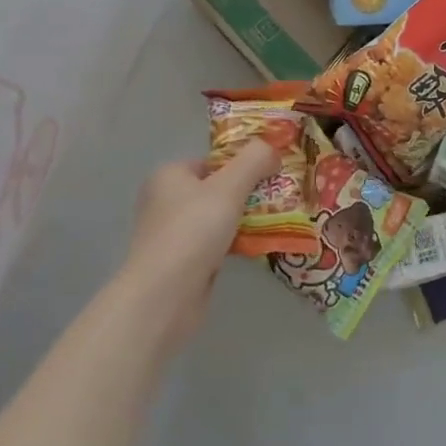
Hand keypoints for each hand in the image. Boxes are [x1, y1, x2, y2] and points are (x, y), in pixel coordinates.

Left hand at [119, 142, 279, 352]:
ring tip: (278, 219)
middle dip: (249, 192)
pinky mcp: (182, 262)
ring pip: (219, 217)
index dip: (243, 163)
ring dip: (246, 219)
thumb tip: (273, 149)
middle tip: (280, 196)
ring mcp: (173, 233)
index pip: (214, 160)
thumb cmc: (193, 231)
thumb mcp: (230, 186)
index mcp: (169, 175)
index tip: (273, 172)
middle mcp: (166, 201)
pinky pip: (217, 243)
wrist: (164, 296)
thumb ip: (255, 160)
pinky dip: (237, 242)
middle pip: (218, 188)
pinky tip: (260, 245)